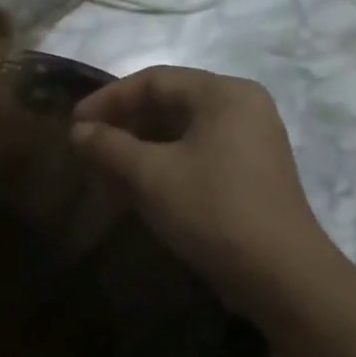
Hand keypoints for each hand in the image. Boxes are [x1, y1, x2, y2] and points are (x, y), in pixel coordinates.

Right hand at [71, 68, 334, 301]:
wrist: (280, 275)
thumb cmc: (212, 209)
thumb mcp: (150, 175)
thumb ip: (108, 146)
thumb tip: (79, 131)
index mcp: (223, 94)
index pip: (154, 80)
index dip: (108, 99)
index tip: (75, 123)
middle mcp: (242, 107)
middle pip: (169, 102)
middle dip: (123, 123)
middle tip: (88, 146)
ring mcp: (250, 141)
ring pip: (180, 131)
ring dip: (139, 146)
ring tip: (105, 168)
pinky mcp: (250, 172)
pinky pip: (196, 153)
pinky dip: (162, 163)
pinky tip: (135, 186)